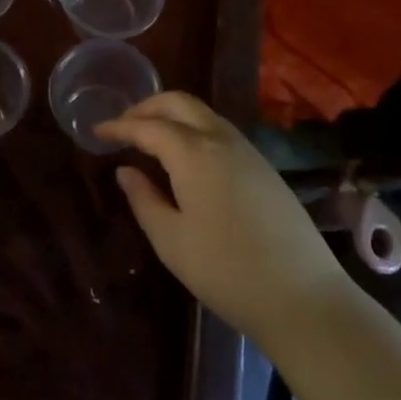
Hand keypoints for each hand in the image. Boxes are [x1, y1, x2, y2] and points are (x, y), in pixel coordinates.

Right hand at [97, 93, 345, 343]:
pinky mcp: (264, 167)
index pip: (148, 127)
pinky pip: (220, 131)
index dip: (119, 126)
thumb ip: (144, 199)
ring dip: (172, 116)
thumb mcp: (172, 241)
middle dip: (147, 107)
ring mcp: (248, 151)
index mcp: (194, 153)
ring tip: (150, 139)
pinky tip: (185, 158)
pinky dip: (194, 130)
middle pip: (179, 103)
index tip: (97, 130)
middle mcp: (221, 139)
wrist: (304, 297)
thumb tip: (126, 171)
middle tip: (123, 126)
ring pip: (203, 114)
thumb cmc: (227, 271)